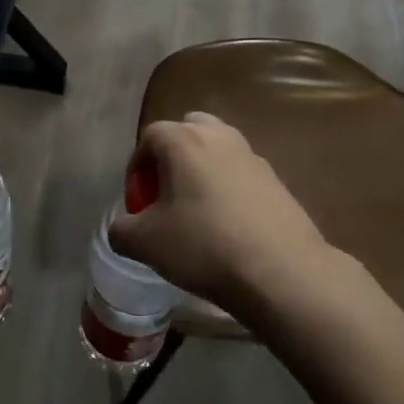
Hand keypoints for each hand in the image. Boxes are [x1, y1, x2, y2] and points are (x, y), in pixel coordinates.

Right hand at [108, 112, 333, 313]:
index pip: (149, 137)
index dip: (137, 166)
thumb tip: (122, 227)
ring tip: (198, 210)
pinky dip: (230, 189)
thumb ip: (121, 229)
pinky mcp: (277, 181)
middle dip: (173, 155)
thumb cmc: (204, 246)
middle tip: (167, 193)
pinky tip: (229, 227)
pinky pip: (242, 174)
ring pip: (218, 150)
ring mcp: (252, 156)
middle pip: (188, 130)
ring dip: (203, 169)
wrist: (282, 272)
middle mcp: (219, 136)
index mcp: (183, 140)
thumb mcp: (146, 243)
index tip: (138, 199)